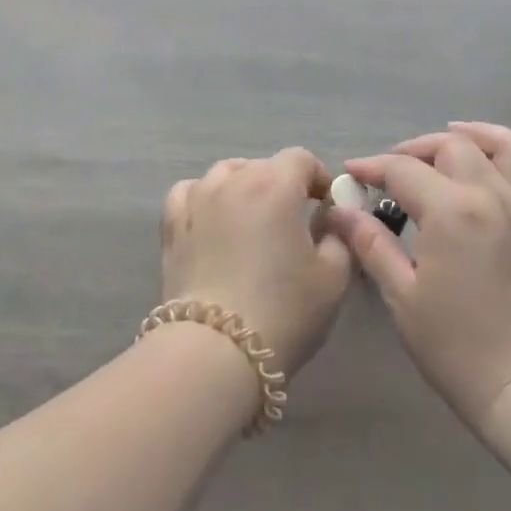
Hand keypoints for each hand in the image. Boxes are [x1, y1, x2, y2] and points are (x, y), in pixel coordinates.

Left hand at [161, 148, 354, 375]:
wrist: (216, 351)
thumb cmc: (284, 311)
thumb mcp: (333, 277)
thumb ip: (339, 236)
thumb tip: (329, 220)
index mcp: (275, 185)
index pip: (301, 159)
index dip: (319, 177)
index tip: (326, 206)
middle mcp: (233, 181)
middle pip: (263, 165)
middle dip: (284, 185)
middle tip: (294, 220)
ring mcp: (196, 200)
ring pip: (225, 174)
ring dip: (244, 186)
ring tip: (253, 218)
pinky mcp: (172, 226)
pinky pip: (189, 192)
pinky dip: (205, 197)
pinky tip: (213, 218)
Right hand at [326, 122, 510, 426]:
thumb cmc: (453, 343)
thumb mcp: (401, 294)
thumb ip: (371, 244)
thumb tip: (342, 212)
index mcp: (451, 211)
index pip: (404, 169)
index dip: (373, 166)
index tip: (353, 173)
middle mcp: (493, 196)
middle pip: (454, 146)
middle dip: (417, 148)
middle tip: (394, 167)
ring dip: (480, 136)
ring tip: (457, 138)